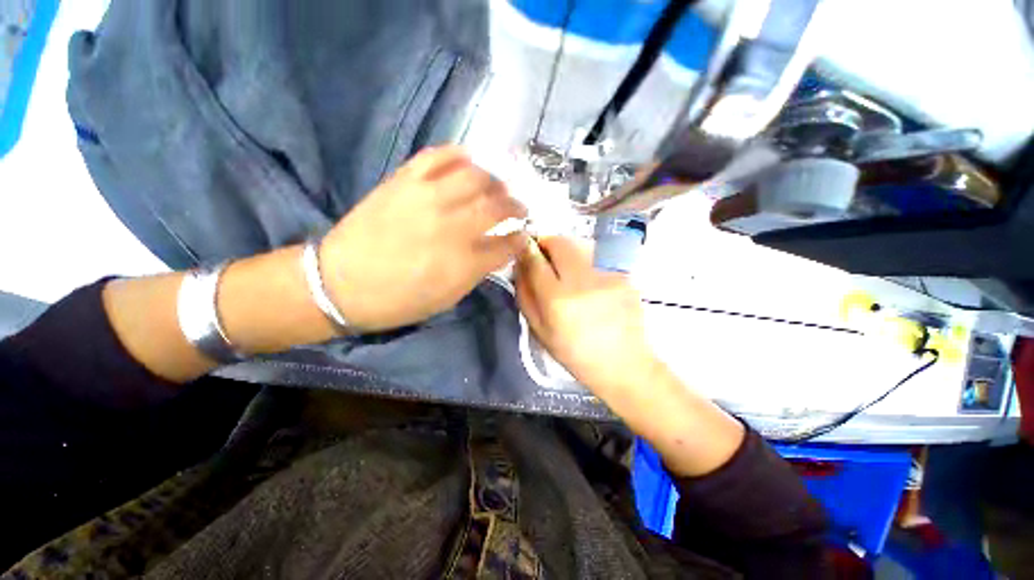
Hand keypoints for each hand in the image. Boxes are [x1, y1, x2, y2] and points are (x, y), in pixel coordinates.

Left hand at [319, 146, 526, 331]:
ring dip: (495, 180)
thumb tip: (498, 250)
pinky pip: (437, 156)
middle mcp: (453, 226)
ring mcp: (428, 199)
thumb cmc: (399, 300)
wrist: (340, 283)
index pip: (507, 243)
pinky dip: (459, 154)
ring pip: (476, 177)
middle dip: (515, 206)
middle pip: (497, 206)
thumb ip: (477, 272)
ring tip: (497, 186)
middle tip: (519, 208)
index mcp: (465, 262)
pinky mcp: (404, 182)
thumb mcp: (448, 297)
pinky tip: (470, 160)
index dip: (520, 238)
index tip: (524, 234)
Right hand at [515, 236, 660, 397]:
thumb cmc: (574, 352)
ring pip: (580, 245)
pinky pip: (598, 256)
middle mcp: (583, 281)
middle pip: (560, 242)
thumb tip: (519, 265)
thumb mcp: (540, 330)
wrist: (622, 363)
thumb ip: (525, 295)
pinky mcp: (624, 274)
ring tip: (567, 269)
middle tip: (544, 255)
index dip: (526, 249)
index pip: (535, 260)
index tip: (524, 248)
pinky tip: (589, 280)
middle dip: (547, 243)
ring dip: (567, 250)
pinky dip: (586, 261)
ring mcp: (607, 275)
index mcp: (557, 300)